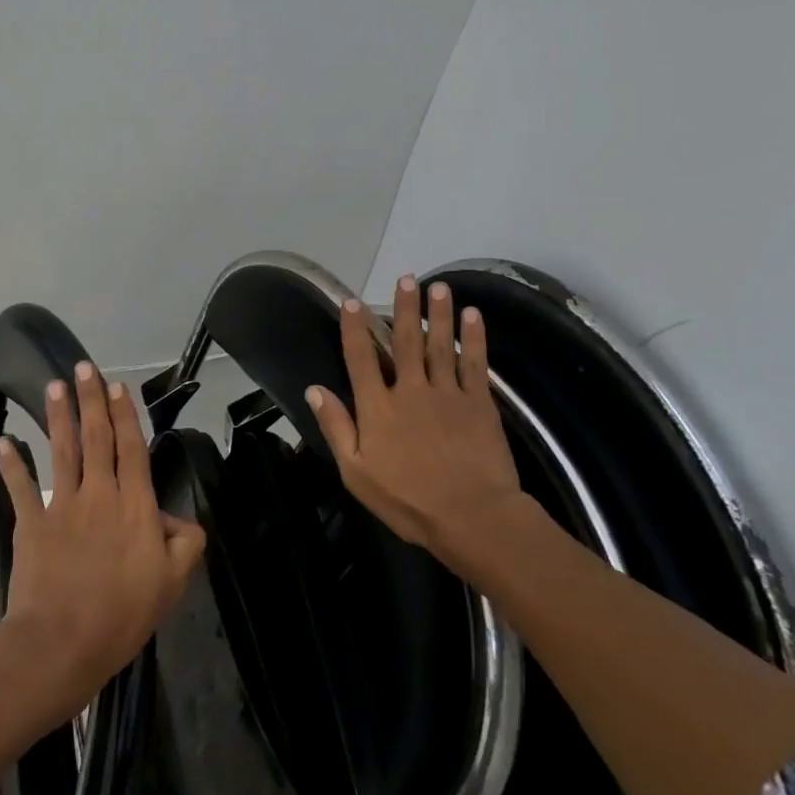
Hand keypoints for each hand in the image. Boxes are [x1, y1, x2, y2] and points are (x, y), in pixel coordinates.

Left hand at [0, 363, 206, 730]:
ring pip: (62, 451)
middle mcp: (98, 495)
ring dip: (59, 416)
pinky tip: (2, 442)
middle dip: (92, 400)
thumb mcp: (172, 583)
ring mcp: (62, 506)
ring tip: (55, 385)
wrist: (62, 641)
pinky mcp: (31, 525)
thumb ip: (185, 544)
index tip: (118, 385)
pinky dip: (10, 465)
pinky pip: (21, 488)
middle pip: (96, 438)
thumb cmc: (123, 614)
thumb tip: (181, 521)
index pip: (131, 449)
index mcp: (134, 505)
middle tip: (85, 366)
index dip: (126, 415)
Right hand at [306, 275, 542, 581]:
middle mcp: (410, 390)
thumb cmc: (407, 500)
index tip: (351, 302)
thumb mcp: (356, 472)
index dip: (354, 329)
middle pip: (405, 342)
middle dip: (404, 309)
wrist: (472, 516)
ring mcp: (447, 393)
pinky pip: (474, 363)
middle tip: (406, 278)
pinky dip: (473, 338)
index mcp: (378, 408)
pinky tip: (473, 316)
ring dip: (438, 314)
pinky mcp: (479, 403)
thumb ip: (337, 428)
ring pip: (440, 345)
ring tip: (439, 286)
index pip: (361, 359)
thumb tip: (315, 390)